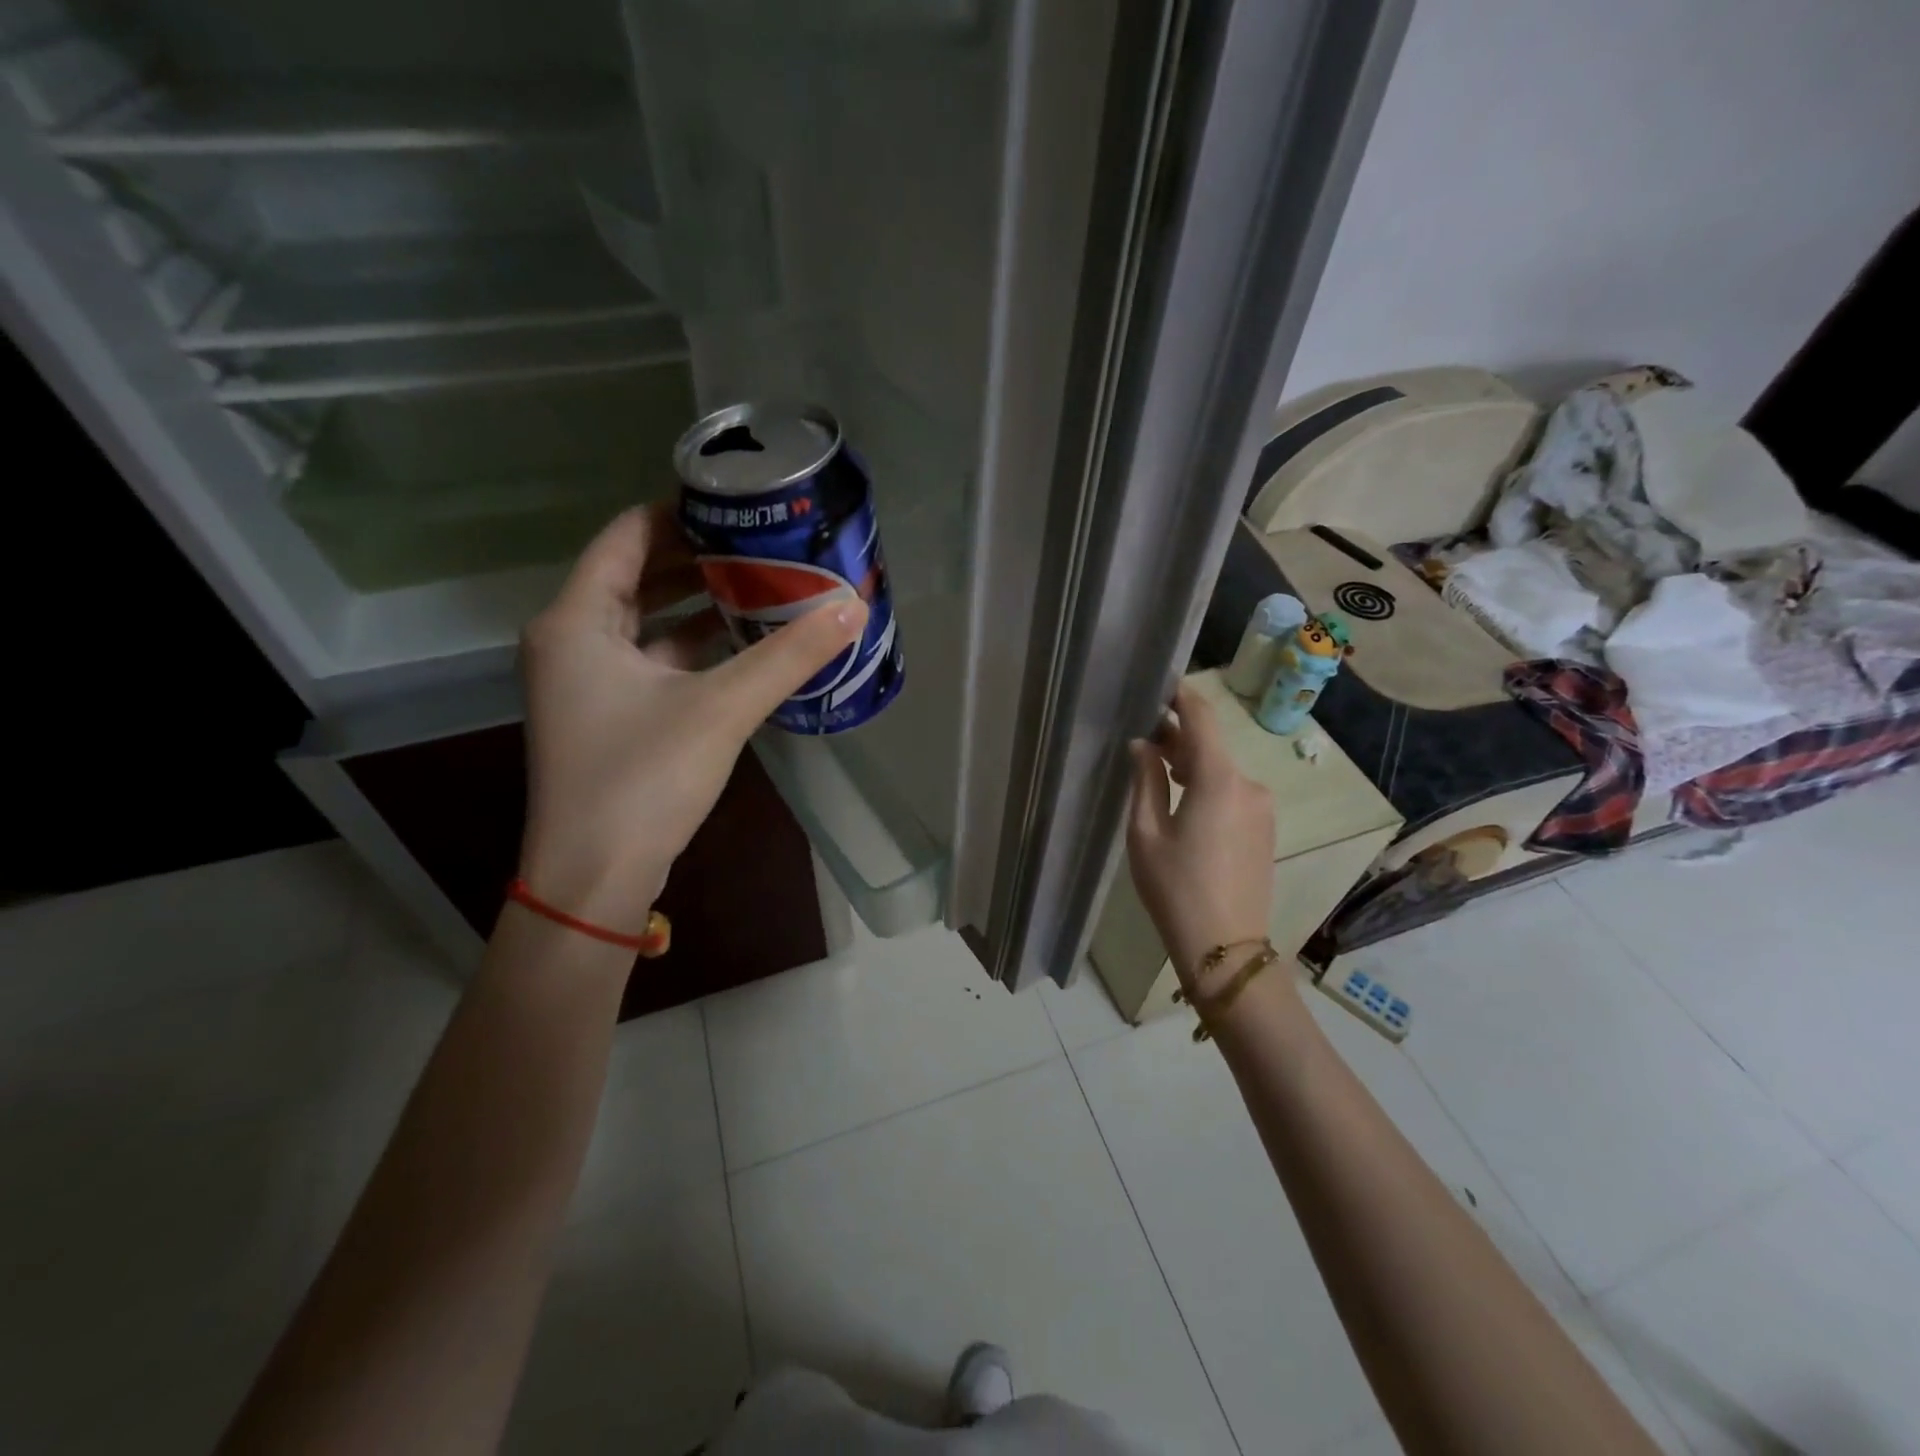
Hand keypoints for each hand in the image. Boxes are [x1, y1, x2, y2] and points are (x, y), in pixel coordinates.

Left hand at [517, 506, 866, 932]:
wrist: (594, 877)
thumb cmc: (642, 779)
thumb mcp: (722, 708)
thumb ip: (788, 655)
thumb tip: (852, 606)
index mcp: (576, 620)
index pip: (627, 534)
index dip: (682, 513)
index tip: (740, 507)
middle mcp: (570, 640)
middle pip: (636, 574)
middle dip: (698, 559)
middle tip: (762, 545)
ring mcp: (585, 681)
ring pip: (645, 620)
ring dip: (699, 603)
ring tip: (762, 586)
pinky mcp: (607, 714)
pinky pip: (651, 659)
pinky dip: (692, 646)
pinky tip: (742, 644)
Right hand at [1126, 681, 1274, 987]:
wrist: (1225, 947)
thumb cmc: (1175, 888)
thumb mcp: (1146, 832)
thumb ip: (1145, 780)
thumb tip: (1143, 745)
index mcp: (1218, 779)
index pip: (1202, 718)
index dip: (1180, 696)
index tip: (1159, 683)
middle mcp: (1249, 784)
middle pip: (1212, 744)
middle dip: (1179, 735)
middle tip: (1143, 735)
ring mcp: (1263, 807)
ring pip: (1223, 769)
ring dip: (1192, 763)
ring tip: (1157, 769)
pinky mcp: (1265, 828)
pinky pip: (1234, 791)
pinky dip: (1208, 784)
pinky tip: (1183, 799)